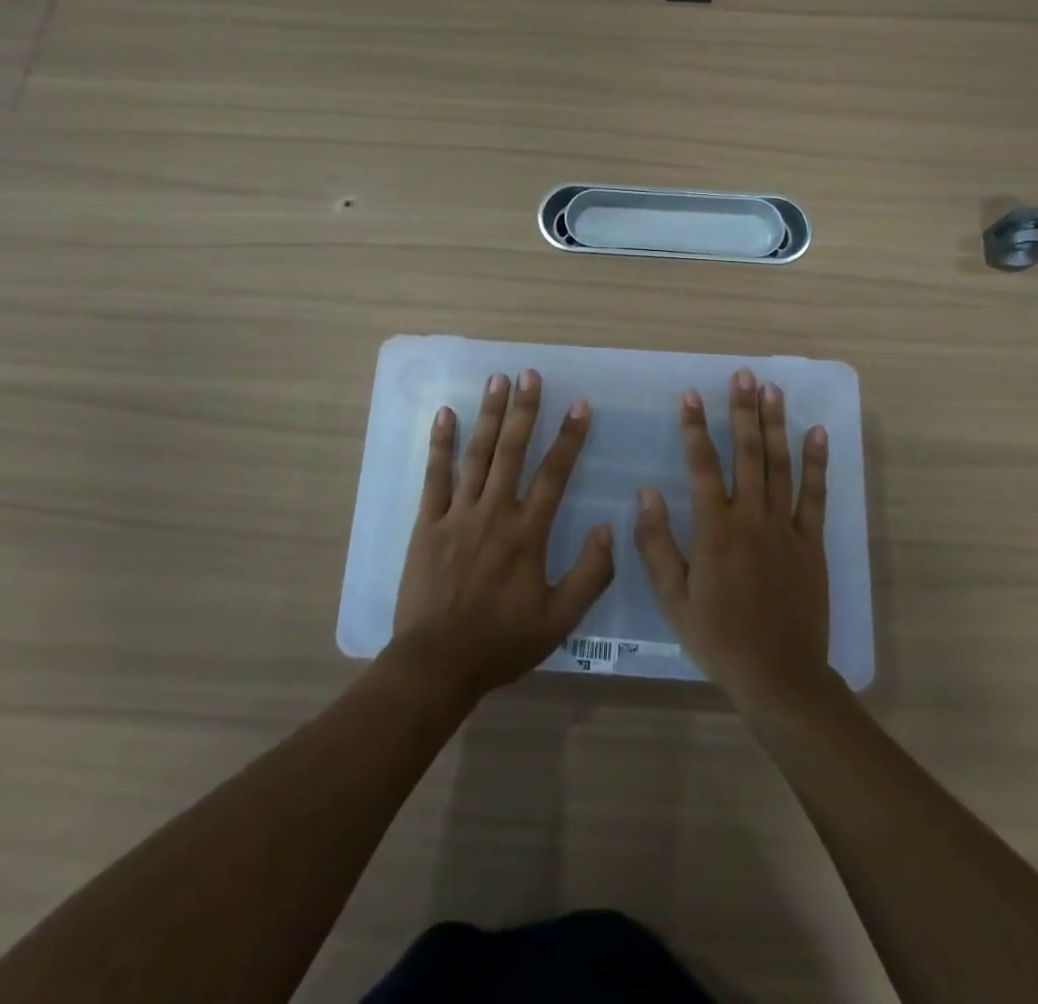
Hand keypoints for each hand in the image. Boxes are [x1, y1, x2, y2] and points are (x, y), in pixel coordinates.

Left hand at [391, 369, 614, 705]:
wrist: (437, 663)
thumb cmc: (501, 642)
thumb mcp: (559, 620)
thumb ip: (589, 574)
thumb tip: (610, 528)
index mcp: (528, 533)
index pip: (554, 474)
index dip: (569, 437)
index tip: (579, 405)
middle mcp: (494, 513)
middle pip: (512, 451)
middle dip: (523, 410)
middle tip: (529, 373)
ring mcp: (457, 515)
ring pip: (476, 455)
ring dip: (488, 415)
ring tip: (496, 380)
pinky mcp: (427, 524)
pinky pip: (434, 476)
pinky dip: (440, 444)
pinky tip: (445, 415)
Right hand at [634, 368, 832, 718]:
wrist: (779, 676)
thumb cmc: (718, 637)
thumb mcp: (673, 598)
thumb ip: (657, 543)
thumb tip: (646, 492)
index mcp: (715, 530)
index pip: (703, 465)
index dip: (696, 428)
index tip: (691, 395)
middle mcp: (752, 518)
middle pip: (748, 453)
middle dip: (743, 411)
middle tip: (742, 376)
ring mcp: (786, 528)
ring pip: (780, 465)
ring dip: (775, 424)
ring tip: (772, 389)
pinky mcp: (812, 542)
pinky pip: (816, 495)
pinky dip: (817, 462)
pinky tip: (817, 433)